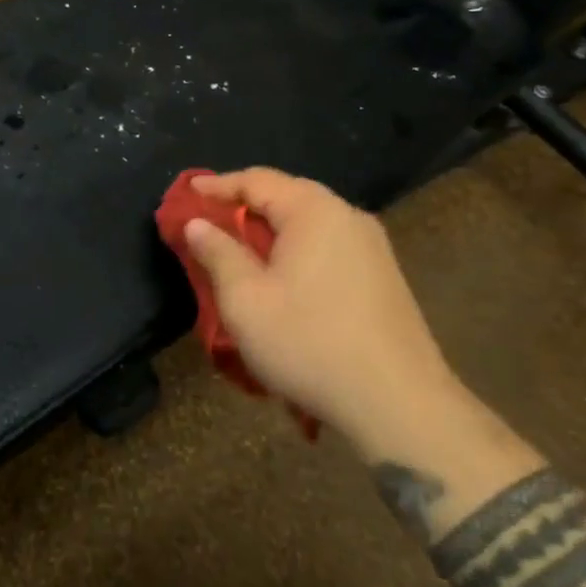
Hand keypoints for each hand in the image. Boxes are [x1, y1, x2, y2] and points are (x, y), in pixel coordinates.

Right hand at [184, 168, 462, 449]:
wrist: (399, 406)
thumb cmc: (309, 343)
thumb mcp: (245, 300)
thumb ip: (218, 253)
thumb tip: (197, 223)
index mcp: (314, 211)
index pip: (257, 180)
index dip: (217, 186)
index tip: (187, 194)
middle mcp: (347, 217)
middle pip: (287, 196)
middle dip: (245, 207)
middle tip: (211, 222)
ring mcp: (373, 247)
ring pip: (310, 224)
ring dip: (272, 232)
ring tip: (243, 252)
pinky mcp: (385, 277)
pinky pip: (330, 247)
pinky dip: (298, 251)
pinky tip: (285, 280)